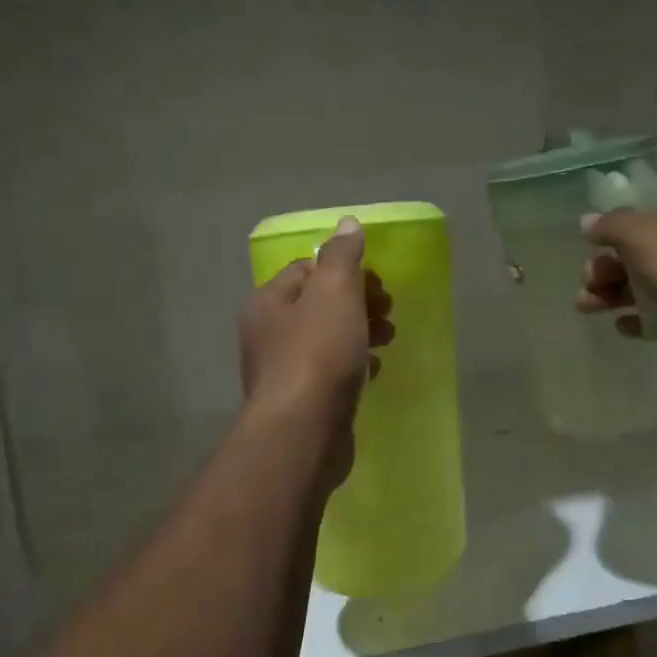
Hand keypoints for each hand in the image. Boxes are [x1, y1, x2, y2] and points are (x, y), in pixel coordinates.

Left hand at [239, 217, 393, 482]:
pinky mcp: (301, 403)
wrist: (303, 433)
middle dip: (358, 302)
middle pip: (318, 305)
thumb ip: (342, 256)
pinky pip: (330, 373)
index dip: (346, 270)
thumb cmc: (318, 355)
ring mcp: (282, 372)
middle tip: (389, 310)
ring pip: (326, 339)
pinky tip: (373, 371)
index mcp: (268, 302)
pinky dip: (353, 366)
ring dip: (360, 332)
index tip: (377, 283)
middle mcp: (268, 334)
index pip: (307, 269)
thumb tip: (348, 224)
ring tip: (389, 338)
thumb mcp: (334, 292)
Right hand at [576, 197, 656, 391]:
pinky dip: (639, 320)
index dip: (614, 228)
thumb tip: (588, 222)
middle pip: (641, 252)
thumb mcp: (643, 234)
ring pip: (647, 286)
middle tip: (587, 283)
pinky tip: (622, 327)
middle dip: (606, 266)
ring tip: (588, 307)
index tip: (589, 246)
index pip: (646, 213)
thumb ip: (612, 225)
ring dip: (613, 294)